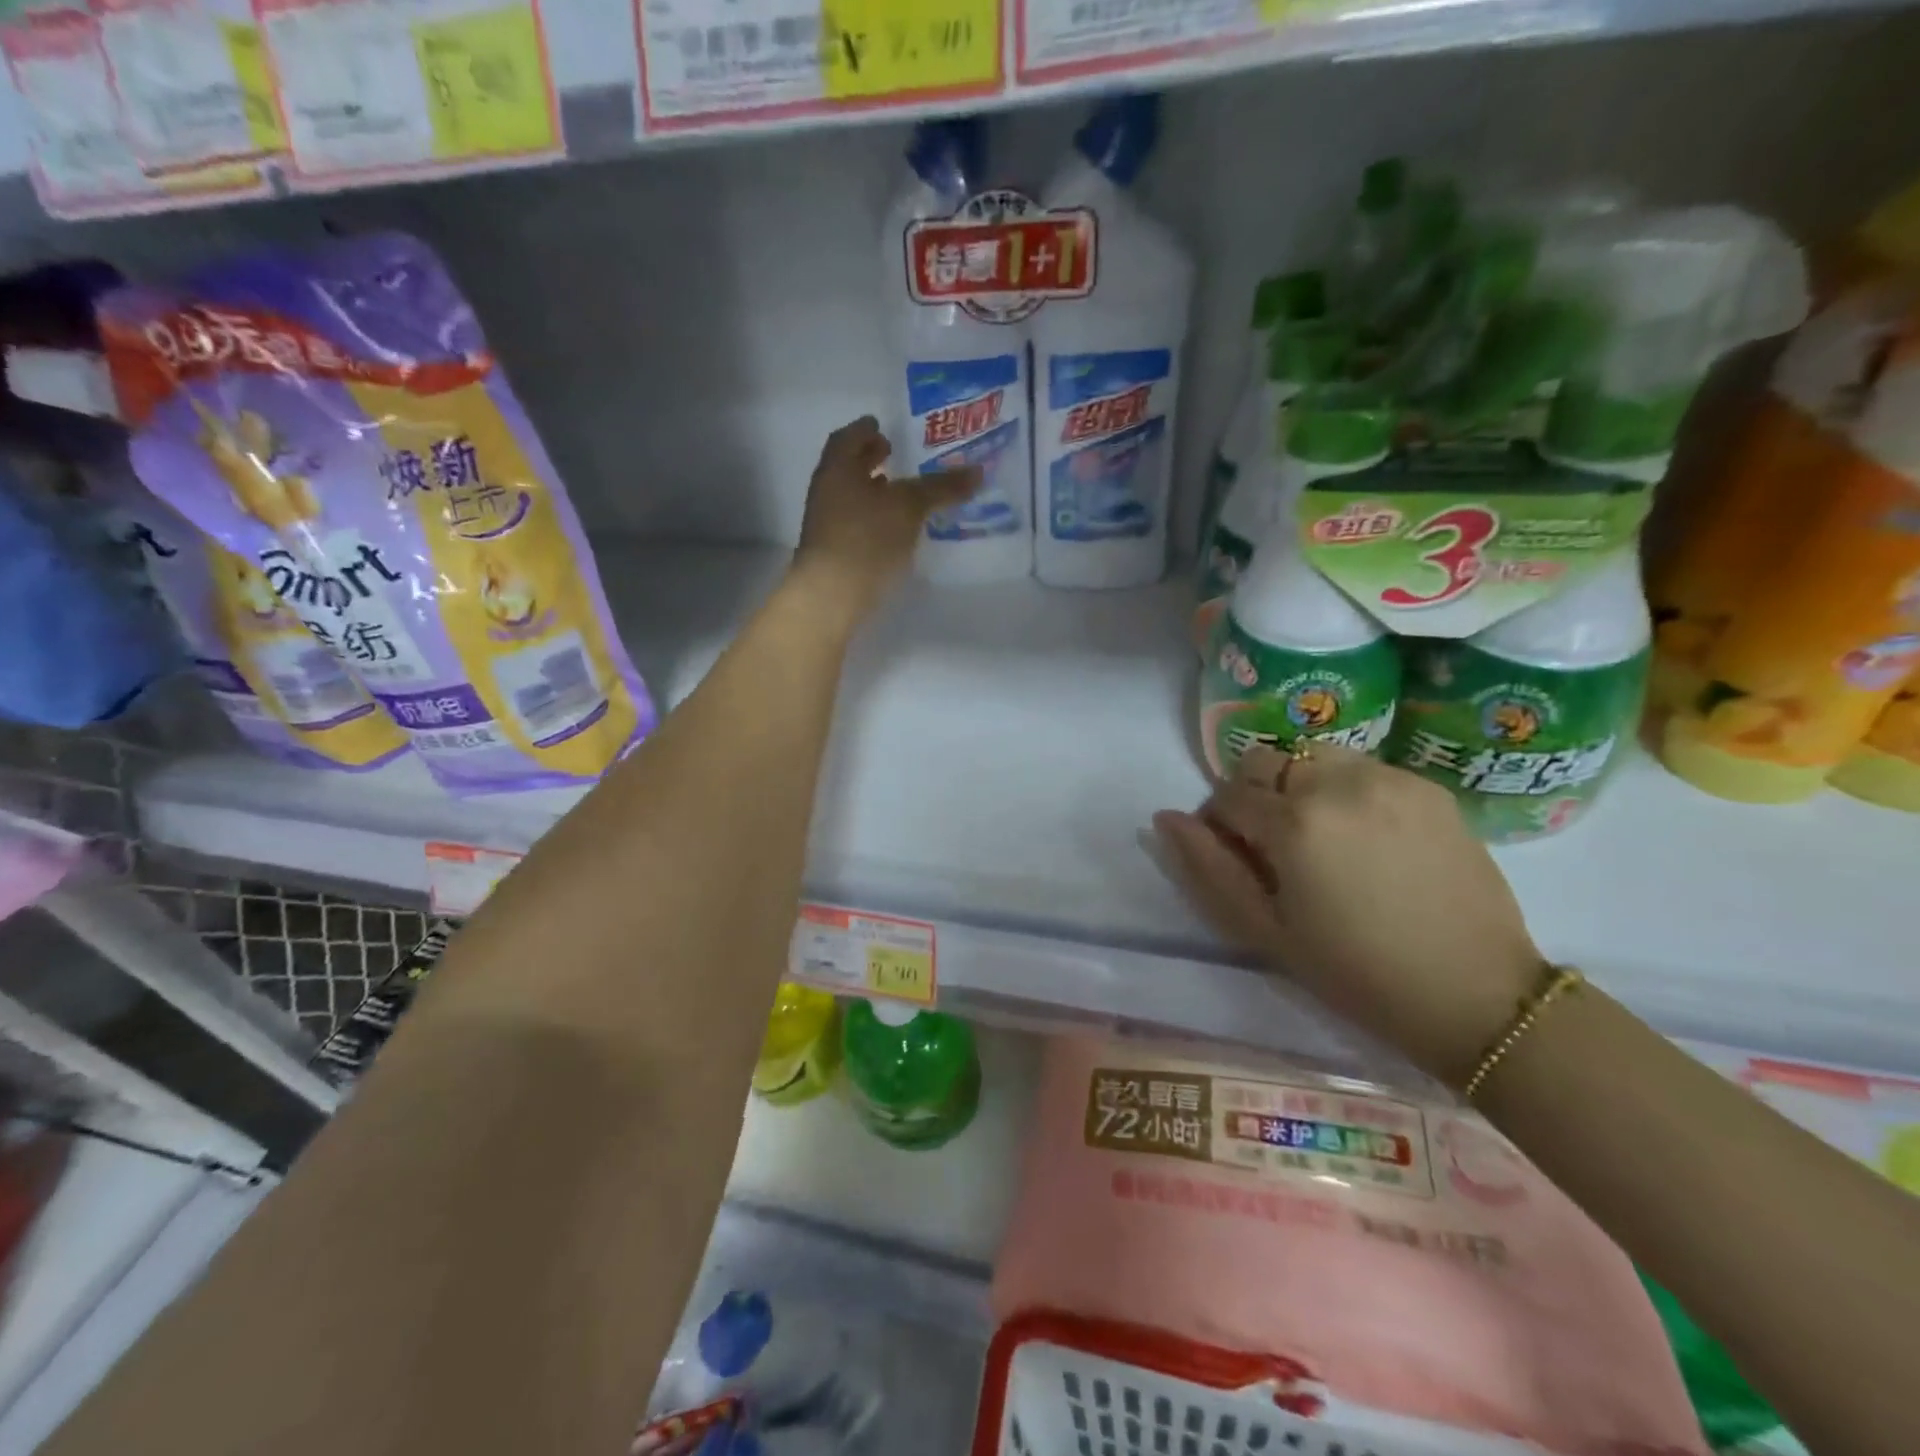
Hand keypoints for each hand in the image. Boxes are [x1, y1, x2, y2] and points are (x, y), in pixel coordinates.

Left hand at [788, 417, 980, 627]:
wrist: (831, 595)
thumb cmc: (867, 538)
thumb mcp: (909, 507)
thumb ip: (941, 488)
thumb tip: (978, 471)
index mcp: (837, 468)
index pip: (848, 438)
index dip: (865, 430)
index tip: (880, 427)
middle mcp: (827, 492)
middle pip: (847, 468)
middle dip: (869, 460)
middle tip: (893, 454)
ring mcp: (827, 525)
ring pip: (851, 498)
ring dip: (872, 491)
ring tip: (899, 493)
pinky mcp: (834, 554)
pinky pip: (855, 524)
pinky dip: (873, 518)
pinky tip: (894, 530)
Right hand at [1153, 743, 1545, 1086]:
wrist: (1476, 994)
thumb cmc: (1355, 973)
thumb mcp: (1265, 931)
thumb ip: (1207, 868)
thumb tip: (1166, 818)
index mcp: (1293, 822)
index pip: (1225, 795)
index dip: (1217, 825)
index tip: (1236, 859)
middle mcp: (1338, 782)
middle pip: (1265, 760)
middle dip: (1254, 794)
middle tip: (1273, 846)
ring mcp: (1388, 778)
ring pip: (1312, 755)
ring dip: (1299, 785)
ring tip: (1321, 838)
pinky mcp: (1427, 787)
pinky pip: (1362, 770)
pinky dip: (1345, 791)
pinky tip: (1367, 840)